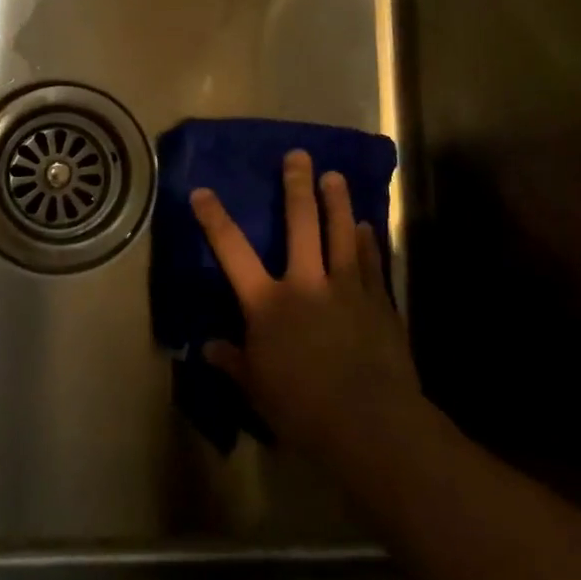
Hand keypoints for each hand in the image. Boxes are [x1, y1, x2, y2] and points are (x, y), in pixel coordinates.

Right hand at [193, 150, 425, 470]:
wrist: (371, 423)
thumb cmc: (303, 408)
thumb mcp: (257, 388)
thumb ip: (233, 362)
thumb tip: (207, 347)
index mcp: (268, 303)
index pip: (232, 251)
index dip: (215, 219)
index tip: (203, 191)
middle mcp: (306, 283)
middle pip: (301, 224)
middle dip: (297, 187)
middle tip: (299, 156)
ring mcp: (347, 289)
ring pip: (342, 234)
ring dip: (338, 202)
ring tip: (335, 176)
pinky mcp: (378, 303)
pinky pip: (373, 263)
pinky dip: (369, 242)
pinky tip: (367, 226)